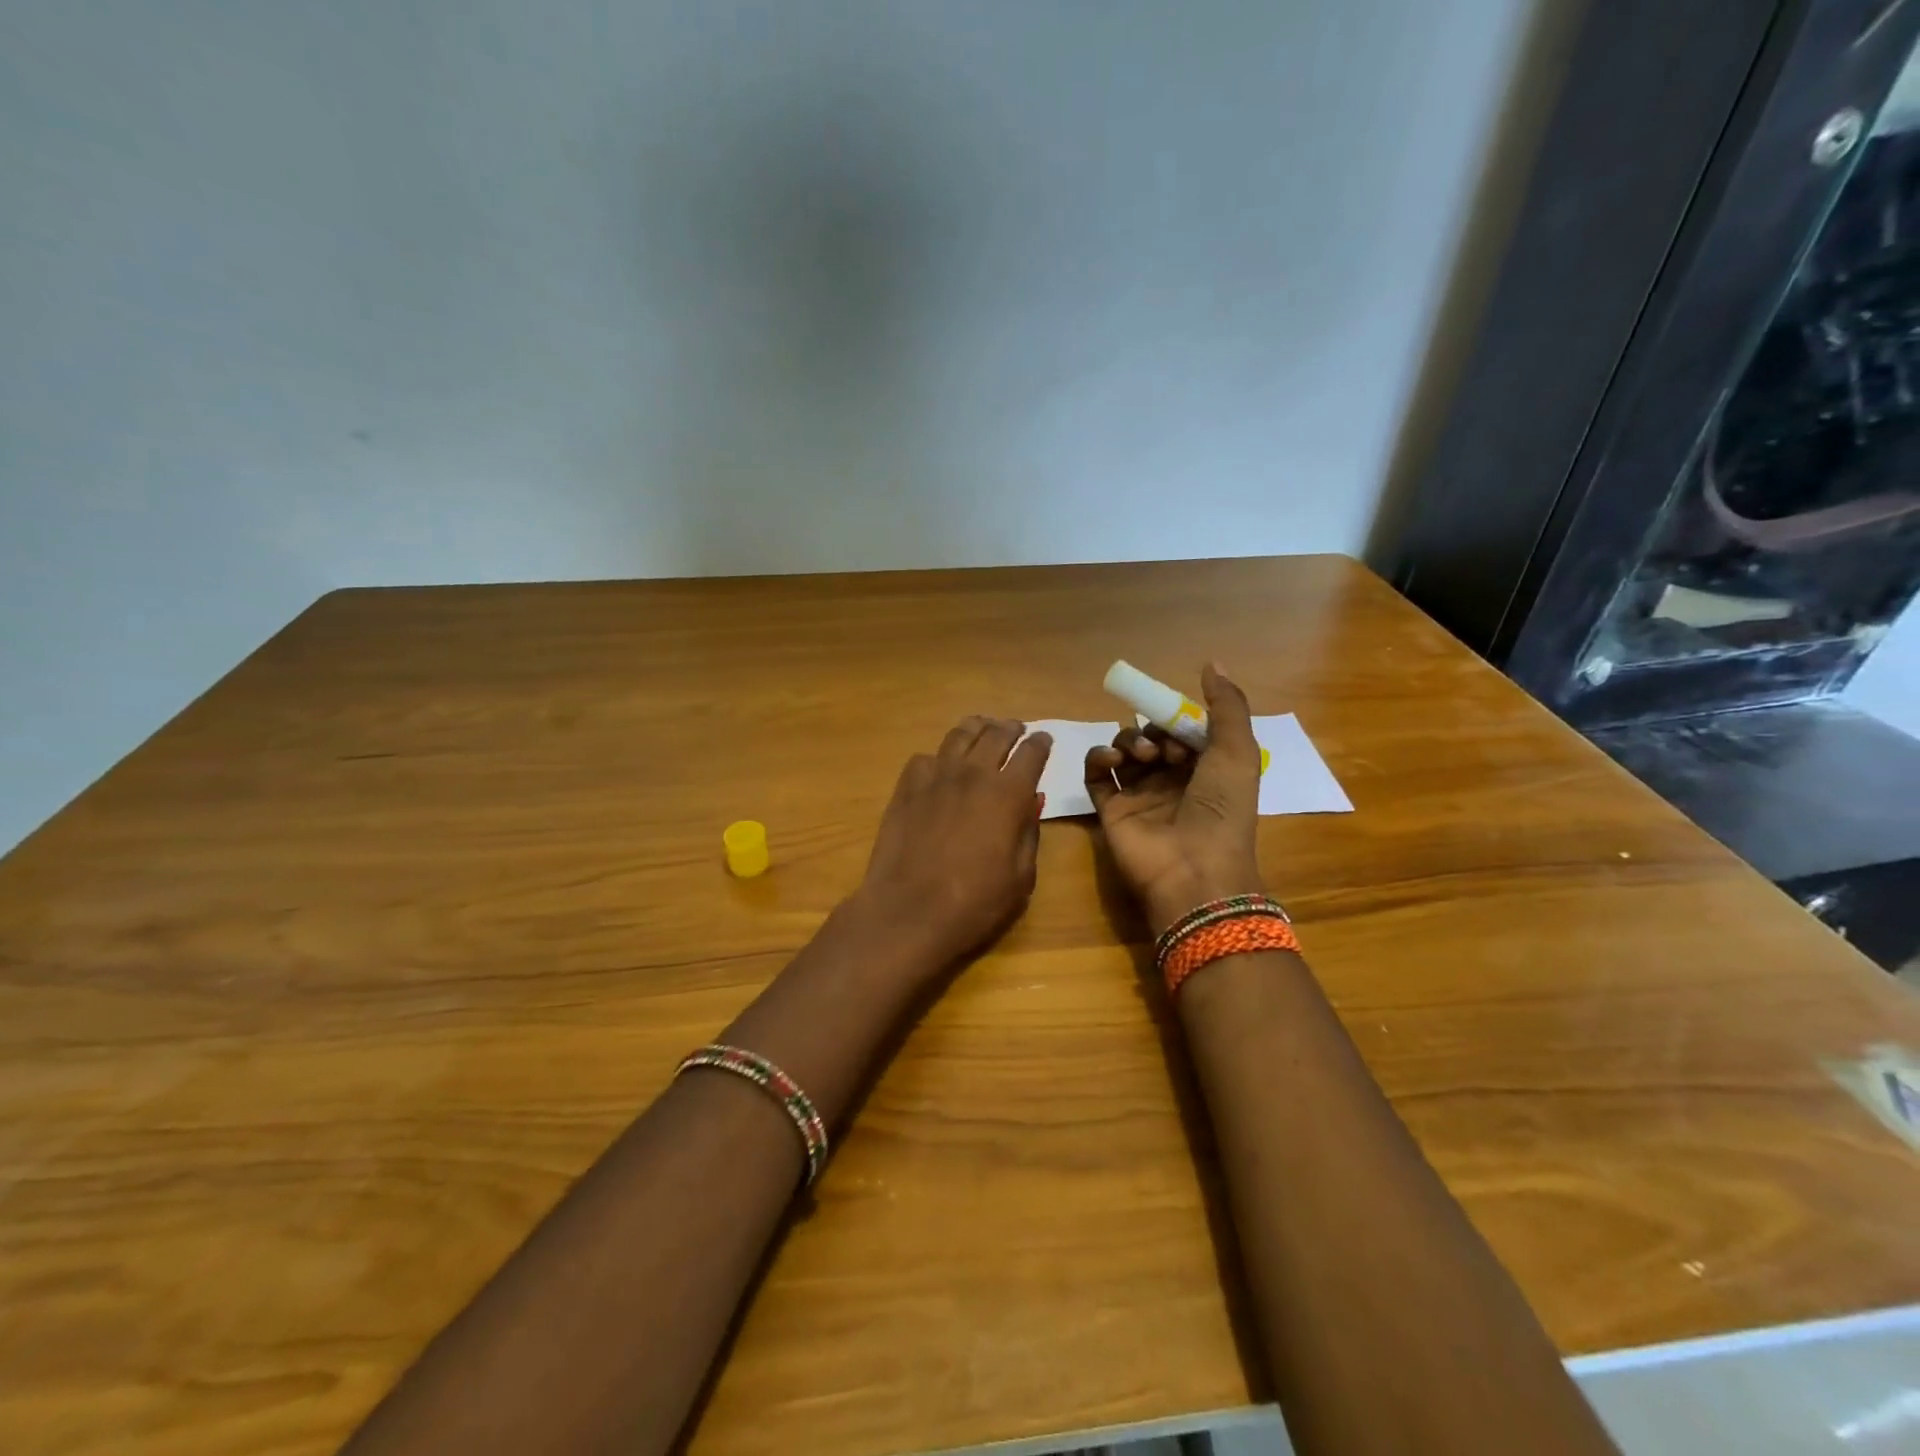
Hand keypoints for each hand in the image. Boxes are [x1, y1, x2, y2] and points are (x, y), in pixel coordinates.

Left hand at [853, 716, 1050, 970]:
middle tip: (1015, 729)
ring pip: (960, 735)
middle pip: (996, 734)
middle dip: (1011, 728)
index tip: (1044, 741)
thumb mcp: (1021, 877)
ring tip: (982, 728)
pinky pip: (926, 758)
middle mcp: (974, 773)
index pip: (1032, 753)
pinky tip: (941, 765)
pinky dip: (940, 756)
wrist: (908, 911)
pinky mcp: (906, 787)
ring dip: (977, 728)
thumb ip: (1029, 833)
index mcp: (1009, 793)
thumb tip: (1031, 801)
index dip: (1041, 743)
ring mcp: (936, 776)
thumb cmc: (975, 903)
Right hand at [1085, 664, 1264, 934]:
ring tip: (1141, 757)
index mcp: (1205, 769)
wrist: (1194, 869)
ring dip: (1129, 741)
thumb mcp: (1238, 751)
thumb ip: (1227, 705)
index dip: (1180, 720)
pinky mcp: (1110, 809)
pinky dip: (1098, 757)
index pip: (1184, 730)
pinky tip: (1109, 759)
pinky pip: (1095, 773)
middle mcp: (1171, 780)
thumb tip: (1210, 662)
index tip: (1182, 725)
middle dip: (1155, 731)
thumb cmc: (1222, 809)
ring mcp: (1138, 794)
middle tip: (1165, 750)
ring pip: (1123, 750)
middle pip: (1151, 736)